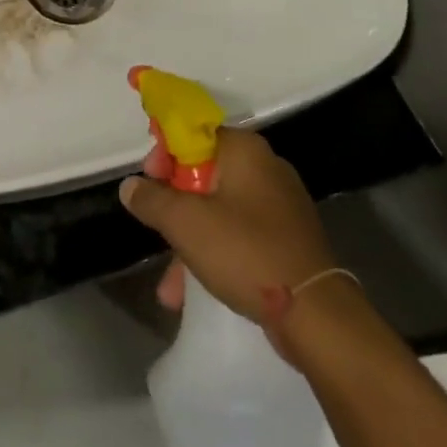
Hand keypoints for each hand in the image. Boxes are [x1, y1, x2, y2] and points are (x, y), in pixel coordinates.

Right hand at [119, 129, 336, 326]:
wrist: (316, 314)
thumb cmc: (245, 251)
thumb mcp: (185, 223)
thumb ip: (151, 199)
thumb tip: (130, 186)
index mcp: (245, 150)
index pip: (194, 132)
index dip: (165, 153)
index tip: (149, 179)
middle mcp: (265, 168)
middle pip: (204, 173)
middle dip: (174, 205)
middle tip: (155, 227)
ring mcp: (280, 206)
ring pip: (219, 210)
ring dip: (189, 240)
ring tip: (170, 284)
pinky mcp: (287, 240)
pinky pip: (239, 236)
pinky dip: (214, 255)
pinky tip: (191, 292)